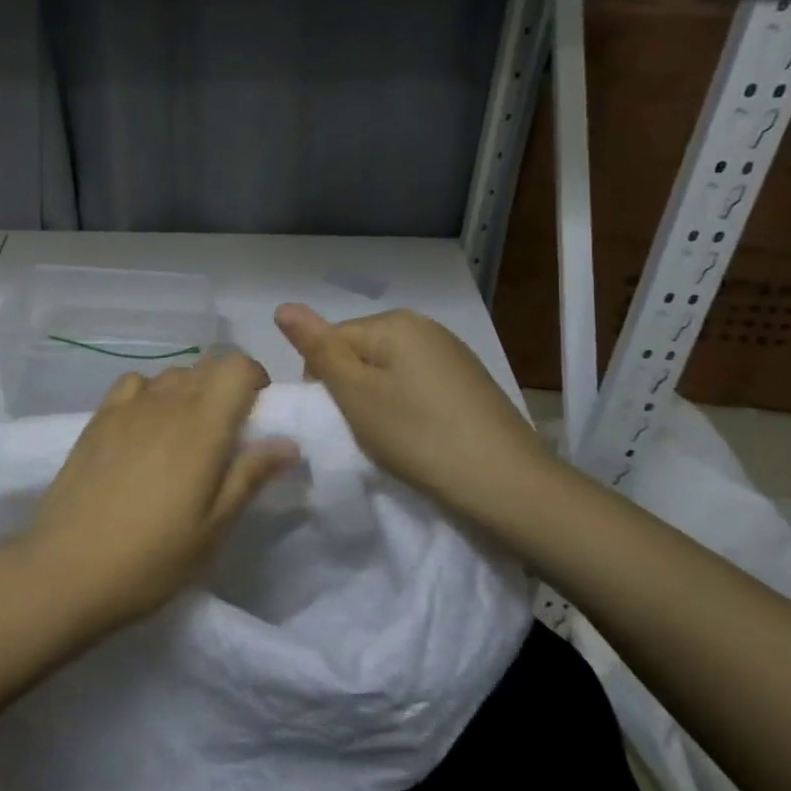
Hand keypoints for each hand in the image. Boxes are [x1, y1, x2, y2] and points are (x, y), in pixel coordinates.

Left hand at [20, 353, 299, 628]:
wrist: (67, 568)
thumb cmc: (153, 557)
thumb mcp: (214, 527)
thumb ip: (250, 476)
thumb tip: (288, 442)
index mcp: (203, 425)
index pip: (238, 366)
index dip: (255, 379)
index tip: (257, 414)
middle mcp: (167, 402)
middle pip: (207, 366)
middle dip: (226, 387)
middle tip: (226, 433)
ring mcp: (128, 406)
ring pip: (172, 374)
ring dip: (190, 391)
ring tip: (185, 435)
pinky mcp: (98, 417)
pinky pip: (135, 384)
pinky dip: (151, 393)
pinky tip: (145, 427)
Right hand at [273, 303, 553, 522]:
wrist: (507, 484)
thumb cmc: (418, 436)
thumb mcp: (355, 394)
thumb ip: (317, 348)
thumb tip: (283, 306)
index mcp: (394, 322)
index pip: (332, 340)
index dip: (322, 380)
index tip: (336, 419)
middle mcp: (425, 326)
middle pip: (361, 352)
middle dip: (351, 388)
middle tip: (362, 431)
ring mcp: (452, 353)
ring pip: (389, 370)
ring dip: (378, 399)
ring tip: (391, 437)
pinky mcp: (470, 381)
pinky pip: (418, 384)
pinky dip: (408, 407)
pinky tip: (419, 435)